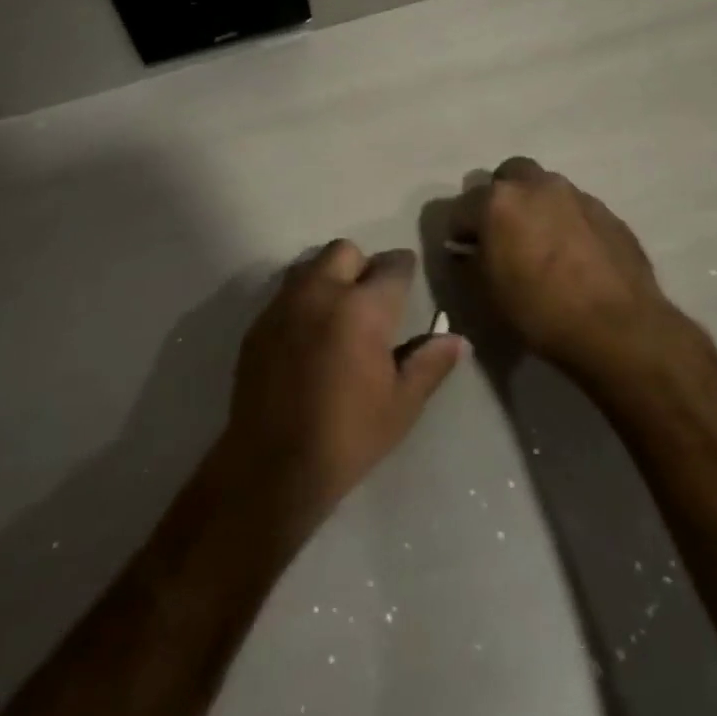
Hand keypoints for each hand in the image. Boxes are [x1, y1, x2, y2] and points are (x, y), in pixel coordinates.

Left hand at [219, 241, 466, 536]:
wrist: (273, 464)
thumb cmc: (348, 435)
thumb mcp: (401, 404)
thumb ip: (430, 363)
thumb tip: (458, 340)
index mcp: (363, 308)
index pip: (392, 266)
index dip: (404, 269)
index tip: (408, 280)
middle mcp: (321, 292)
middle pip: (344, 251)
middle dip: (363, 265)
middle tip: (371, 299)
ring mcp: (284, 304)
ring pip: (310, 265)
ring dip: (329, 277)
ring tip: (338, 313)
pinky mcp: (259, 323)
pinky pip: (286, 293)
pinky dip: (303, 300)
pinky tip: (308, 336)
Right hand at [449, 157, 695, 378]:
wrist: (618, 328)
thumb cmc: (539, 310)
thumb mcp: (487, 293)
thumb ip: (472, 260)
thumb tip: (471, 249)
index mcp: (498, 201)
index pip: (462, 207)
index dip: (460, 231)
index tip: (466, 253)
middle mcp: (536, 186)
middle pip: (508, 175)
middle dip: (501, 198)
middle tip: (504, 232)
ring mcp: (576, 195)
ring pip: (545, 188)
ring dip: (536, 206)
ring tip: (542, 243)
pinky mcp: (608, 213)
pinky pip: (576, 208)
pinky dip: (567, 222)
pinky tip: (573, 255)